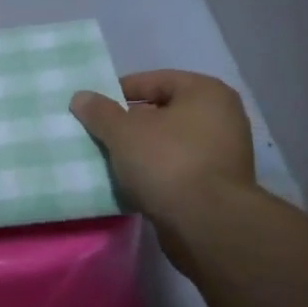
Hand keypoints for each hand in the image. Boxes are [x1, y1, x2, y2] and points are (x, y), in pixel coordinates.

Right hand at [71, 71, 256, 260]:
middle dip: (132, 123)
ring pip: (172, 142)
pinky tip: (136, 183)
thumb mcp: (123, 132)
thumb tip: (81, 97)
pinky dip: (160, 172)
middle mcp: (224, 116)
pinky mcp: (221, 185)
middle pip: (164, 112)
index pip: (155, 81)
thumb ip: (100, 112)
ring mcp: (226, 152)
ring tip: (114, 160)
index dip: (121, 91)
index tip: (96, 108)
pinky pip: (181, 168)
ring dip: (144, 150)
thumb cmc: (167, 163)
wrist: (208, 225)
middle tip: (103, 135)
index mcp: (206, 92)